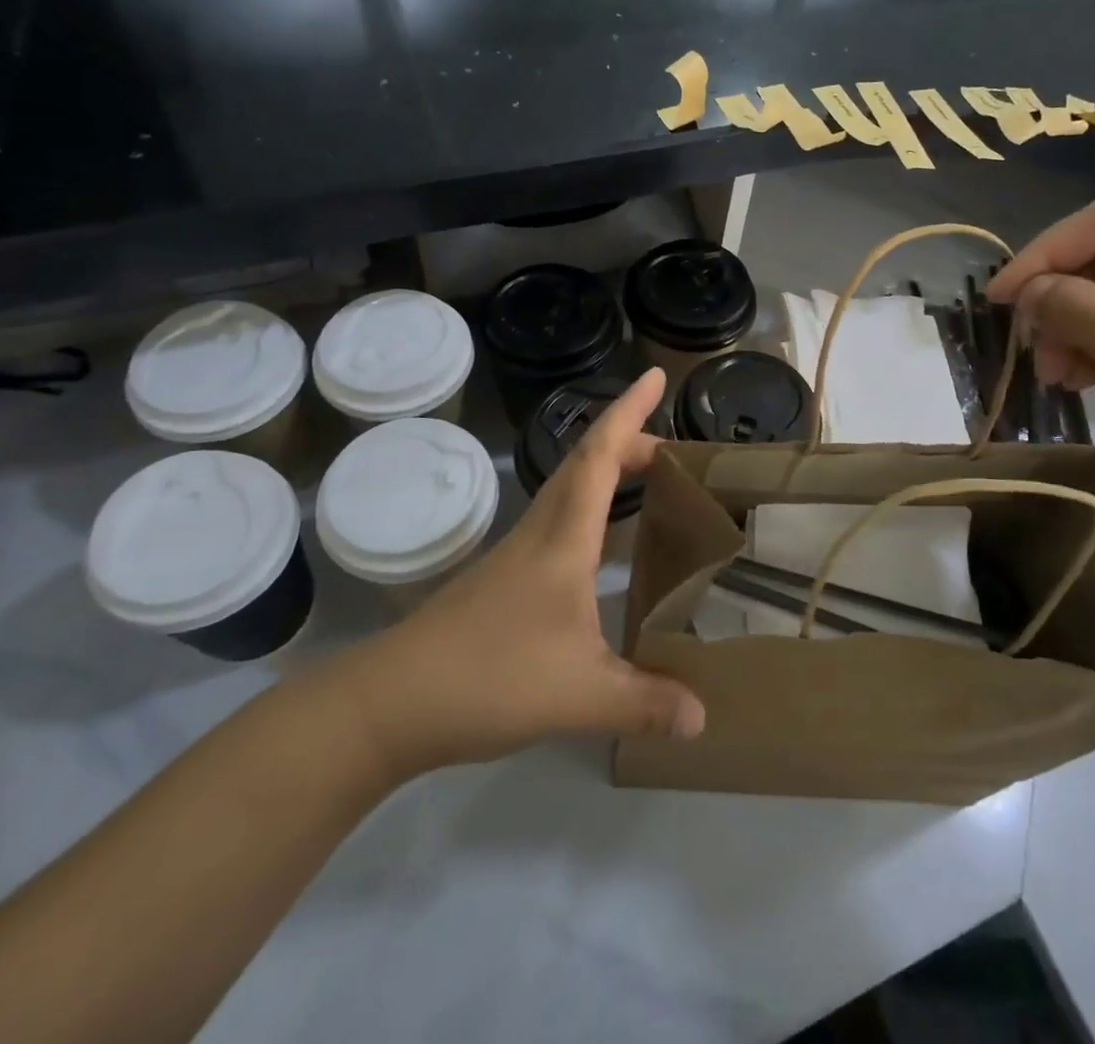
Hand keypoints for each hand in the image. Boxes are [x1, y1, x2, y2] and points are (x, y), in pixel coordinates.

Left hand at [331, 368, 705, 774]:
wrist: (389, 704)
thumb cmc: (489, 679)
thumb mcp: (580, 696)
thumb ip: (645, 703)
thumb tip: (705, 719)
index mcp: (563, 539)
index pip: (600, 455)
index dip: (629, 411)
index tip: (655, 376)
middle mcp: (540, 533)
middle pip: (585, 463)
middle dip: (629, 439)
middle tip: (673, 447)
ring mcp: (517, 554)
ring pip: (569, 491)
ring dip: (608, 473)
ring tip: (648, 481)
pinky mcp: (504, 579)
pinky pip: (559, 523)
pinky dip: (591, 511)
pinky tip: (604, 548)